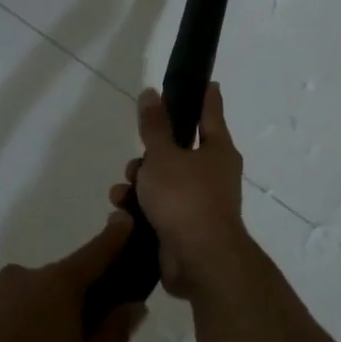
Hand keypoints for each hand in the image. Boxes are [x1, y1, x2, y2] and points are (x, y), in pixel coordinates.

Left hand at [0, 214, 148, 341]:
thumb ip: (111, 336)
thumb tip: (133, 305)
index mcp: (57, 288)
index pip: (94, 253)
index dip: (113, 237)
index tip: (124, 220)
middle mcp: (19, 279)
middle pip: (54, 286)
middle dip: (66, 309)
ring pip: (19, 304)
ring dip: (28, 326)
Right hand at [110, 83, 250, 300]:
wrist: (199, 259)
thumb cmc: (185, 197)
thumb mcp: (163, 155)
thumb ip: (154, 125)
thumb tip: (151, 92)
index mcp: (218, 150)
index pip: (210, 113)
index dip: (204, 97)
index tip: (205, 82)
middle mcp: (213, 174)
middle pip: (178, 151)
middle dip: (151, 154)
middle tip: (137, 159)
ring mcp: (199, 203)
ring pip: (163, 182)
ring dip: (139, 184)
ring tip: (123, 191)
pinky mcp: (183, 229)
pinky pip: (158, 209)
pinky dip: (140, 208)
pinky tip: (123, 212)